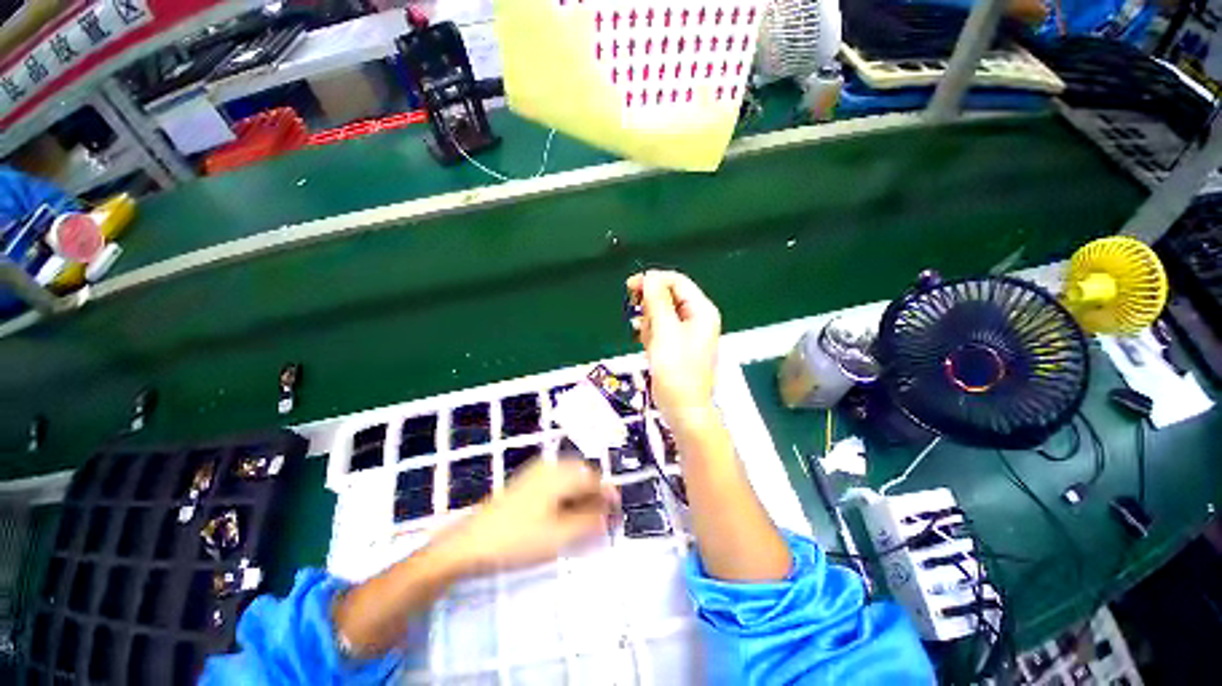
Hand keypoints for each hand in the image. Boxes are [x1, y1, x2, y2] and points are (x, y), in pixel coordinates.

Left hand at [437, 459, 618, 575]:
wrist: (471, 543)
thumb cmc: (518, 539)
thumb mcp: (560, 535)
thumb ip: (590, 521)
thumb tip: (610, 512)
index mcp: (561, 473)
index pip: (595, 479)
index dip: (608, 497)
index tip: (616, 516)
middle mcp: (551, 466)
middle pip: (583, 477)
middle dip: (595, 497)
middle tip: (600, 523)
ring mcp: (537, 472)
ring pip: (570, 481)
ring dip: (582, 498)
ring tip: (584, 523)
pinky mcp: (527, 483)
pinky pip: (557, 485)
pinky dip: (566, 499)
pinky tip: (563, 517)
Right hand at [626, 270, 721, 426]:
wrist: (683, 409)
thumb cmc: (677, 372)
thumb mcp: (665, 333)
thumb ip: (657, 302)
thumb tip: (650, 277)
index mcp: (701, 311)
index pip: (676, 282)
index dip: (653, 280)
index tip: (630, 287)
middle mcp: (696, 318)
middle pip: (667, 297)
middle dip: (651, 309)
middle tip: (641, 324)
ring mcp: (686, 332)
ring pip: (660, 314)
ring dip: (649, 325)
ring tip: (650, 343)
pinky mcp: (676, 344)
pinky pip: (659, 329)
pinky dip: (651, 335)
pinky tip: (649, 348)